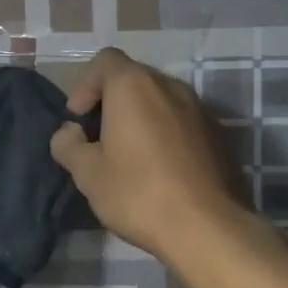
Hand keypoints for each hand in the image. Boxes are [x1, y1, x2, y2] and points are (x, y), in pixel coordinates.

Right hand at [49, 47, 248, 259]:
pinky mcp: (218, 133)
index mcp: (133, 85)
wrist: (208, 227)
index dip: (85, 85)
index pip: (104, 60)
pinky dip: (165, 132)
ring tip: (130, 156)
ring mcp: (199, 108)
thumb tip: (69, 132)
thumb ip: (68, 144)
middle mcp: (169, 85)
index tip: (79, 119)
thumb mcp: (87, 174)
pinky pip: (181, 120)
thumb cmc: (138, 193)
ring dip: (140, 117)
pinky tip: (160, 169)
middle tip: (99, 139)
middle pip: (133, 78)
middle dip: (111, 101)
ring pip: (160, 99)